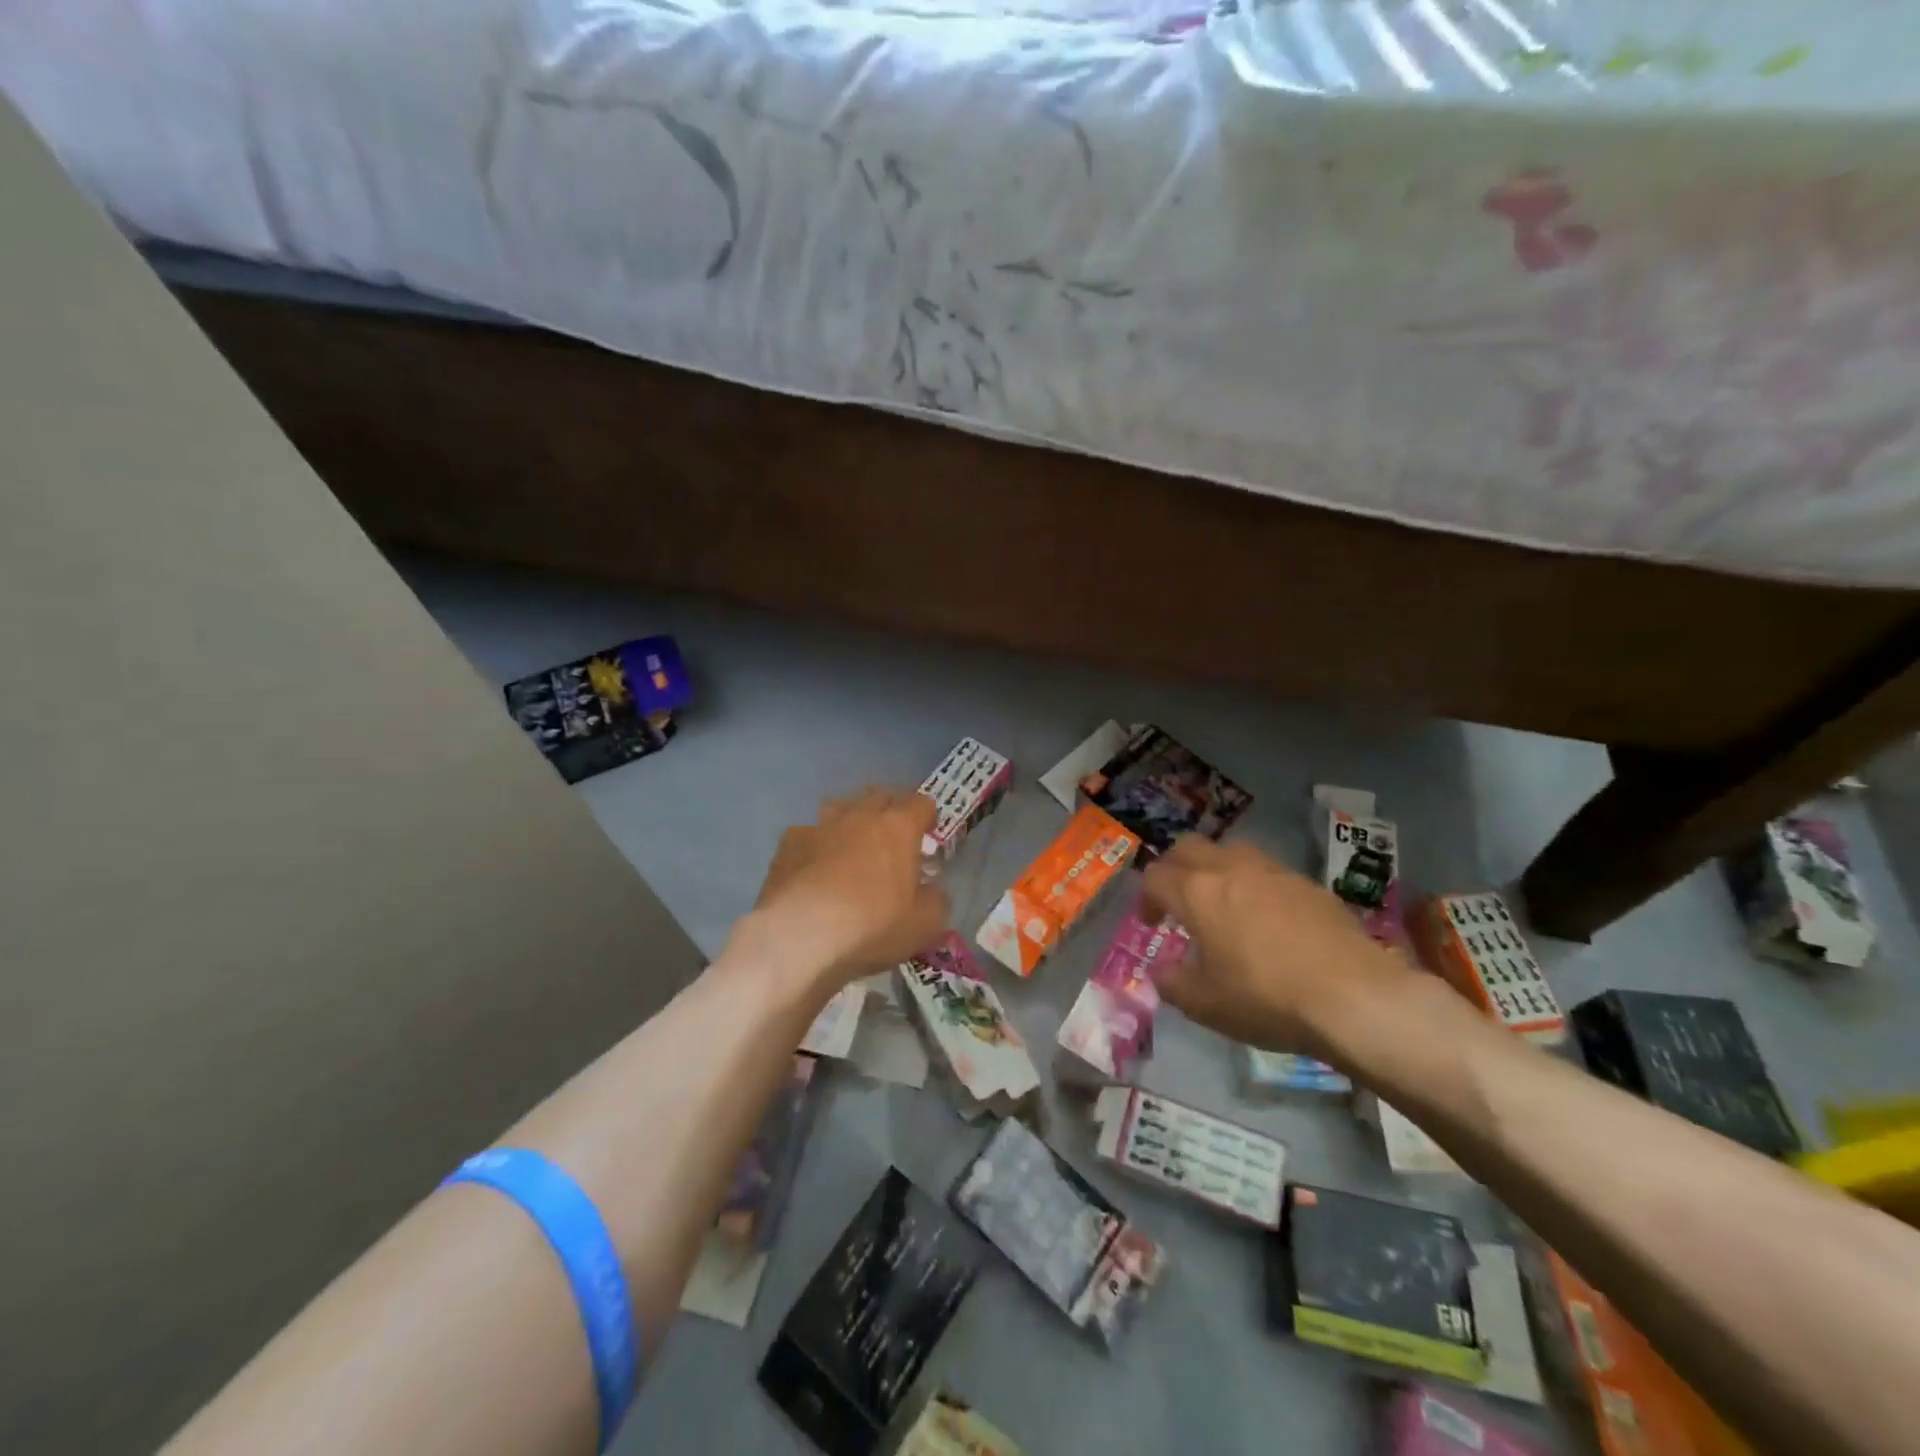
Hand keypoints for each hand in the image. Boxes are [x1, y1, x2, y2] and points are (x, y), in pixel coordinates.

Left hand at [743, 787, 948, 988]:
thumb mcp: (925, 924)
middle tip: (892, 839)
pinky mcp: (789, 843)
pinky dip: (817, 845)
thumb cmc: (873, 925)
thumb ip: (936, 900)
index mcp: (899, 827)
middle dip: (889, 811)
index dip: (927, 817)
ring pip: (841, 807)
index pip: (921, 803)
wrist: (801, 934)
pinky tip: (814, 868)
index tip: (928, 835)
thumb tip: (932, 890)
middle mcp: (860, 815)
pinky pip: (808, 834)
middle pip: (880, 796)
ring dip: (851, 820)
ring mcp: (821, 825)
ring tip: (851, 846)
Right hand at [1141, 837, 1414, 1057]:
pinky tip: (1268, 920)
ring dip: (1216, 870)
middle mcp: (1231, 869)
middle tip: (1177, 900)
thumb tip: (1163, 972)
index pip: (1156, 877)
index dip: (1146, 898)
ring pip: (1231, 851)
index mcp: (1197, 892)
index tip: (1151, 924)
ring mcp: (1274, 872)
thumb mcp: (1205, 1004)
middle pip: (1189, 847)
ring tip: (1222, 904)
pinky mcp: (1309, 884)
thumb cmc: (1266, 998)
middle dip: (1175, 868)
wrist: (1355, 997)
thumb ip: (1173, 983)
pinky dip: (1254, 885)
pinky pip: (1268, 872)